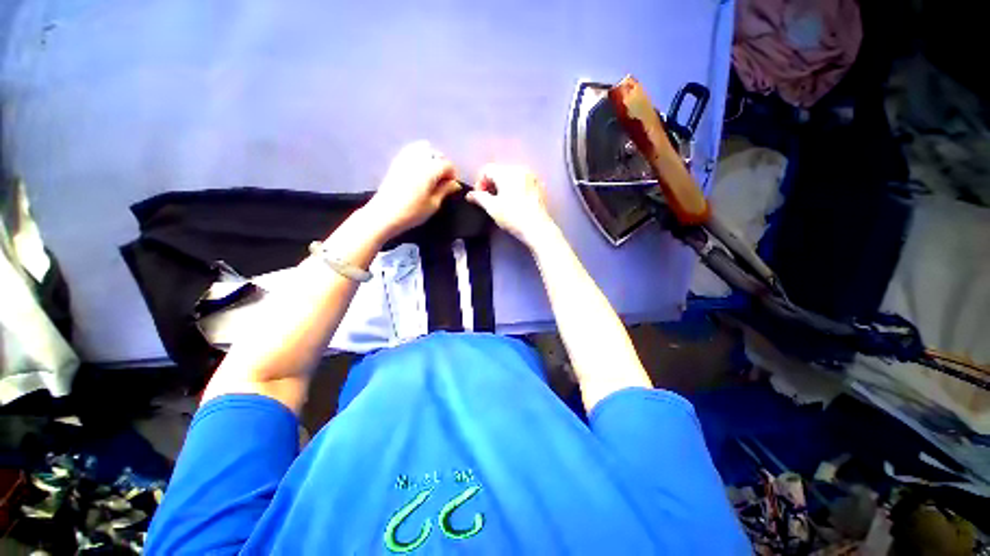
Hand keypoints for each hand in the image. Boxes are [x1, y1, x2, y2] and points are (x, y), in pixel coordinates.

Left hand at [365, 141, 460, 238]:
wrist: (384, 214)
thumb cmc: (412, 212)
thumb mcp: (433, 204)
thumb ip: (445, 190)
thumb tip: (455, 184)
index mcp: (430, 169)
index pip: (448, 165)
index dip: (453, 175)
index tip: (451, 187)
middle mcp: (419, 159)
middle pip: (436, 154)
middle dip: (442, 165)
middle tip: (442, 181)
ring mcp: (406, 158)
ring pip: (424, 148)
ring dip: (431, 157)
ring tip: (431, 173)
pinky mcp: (396, 161)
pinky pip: (411, 150)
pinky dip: (419, 155)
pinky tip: (419, 169)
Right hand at [466, 164, 556, 246]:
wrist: (537, 228)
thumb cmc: (514, 218)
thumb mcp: (492, 208)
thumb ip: (479, 198)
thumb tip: (470, 195)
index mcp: (507, 173)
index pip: (487, 170)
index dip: (479, 183)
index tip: (479, 197)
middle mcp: (520, 170)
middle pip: (499, 171)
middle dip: (491, 184)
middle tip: (489, 200)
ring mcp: (531, 177)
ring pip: (511, 176)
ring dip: (503, 186)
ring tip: (502, 202)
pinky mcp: (538, 186)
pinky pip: (522, 182)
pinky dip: (515, 188)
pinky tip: (515, 202)